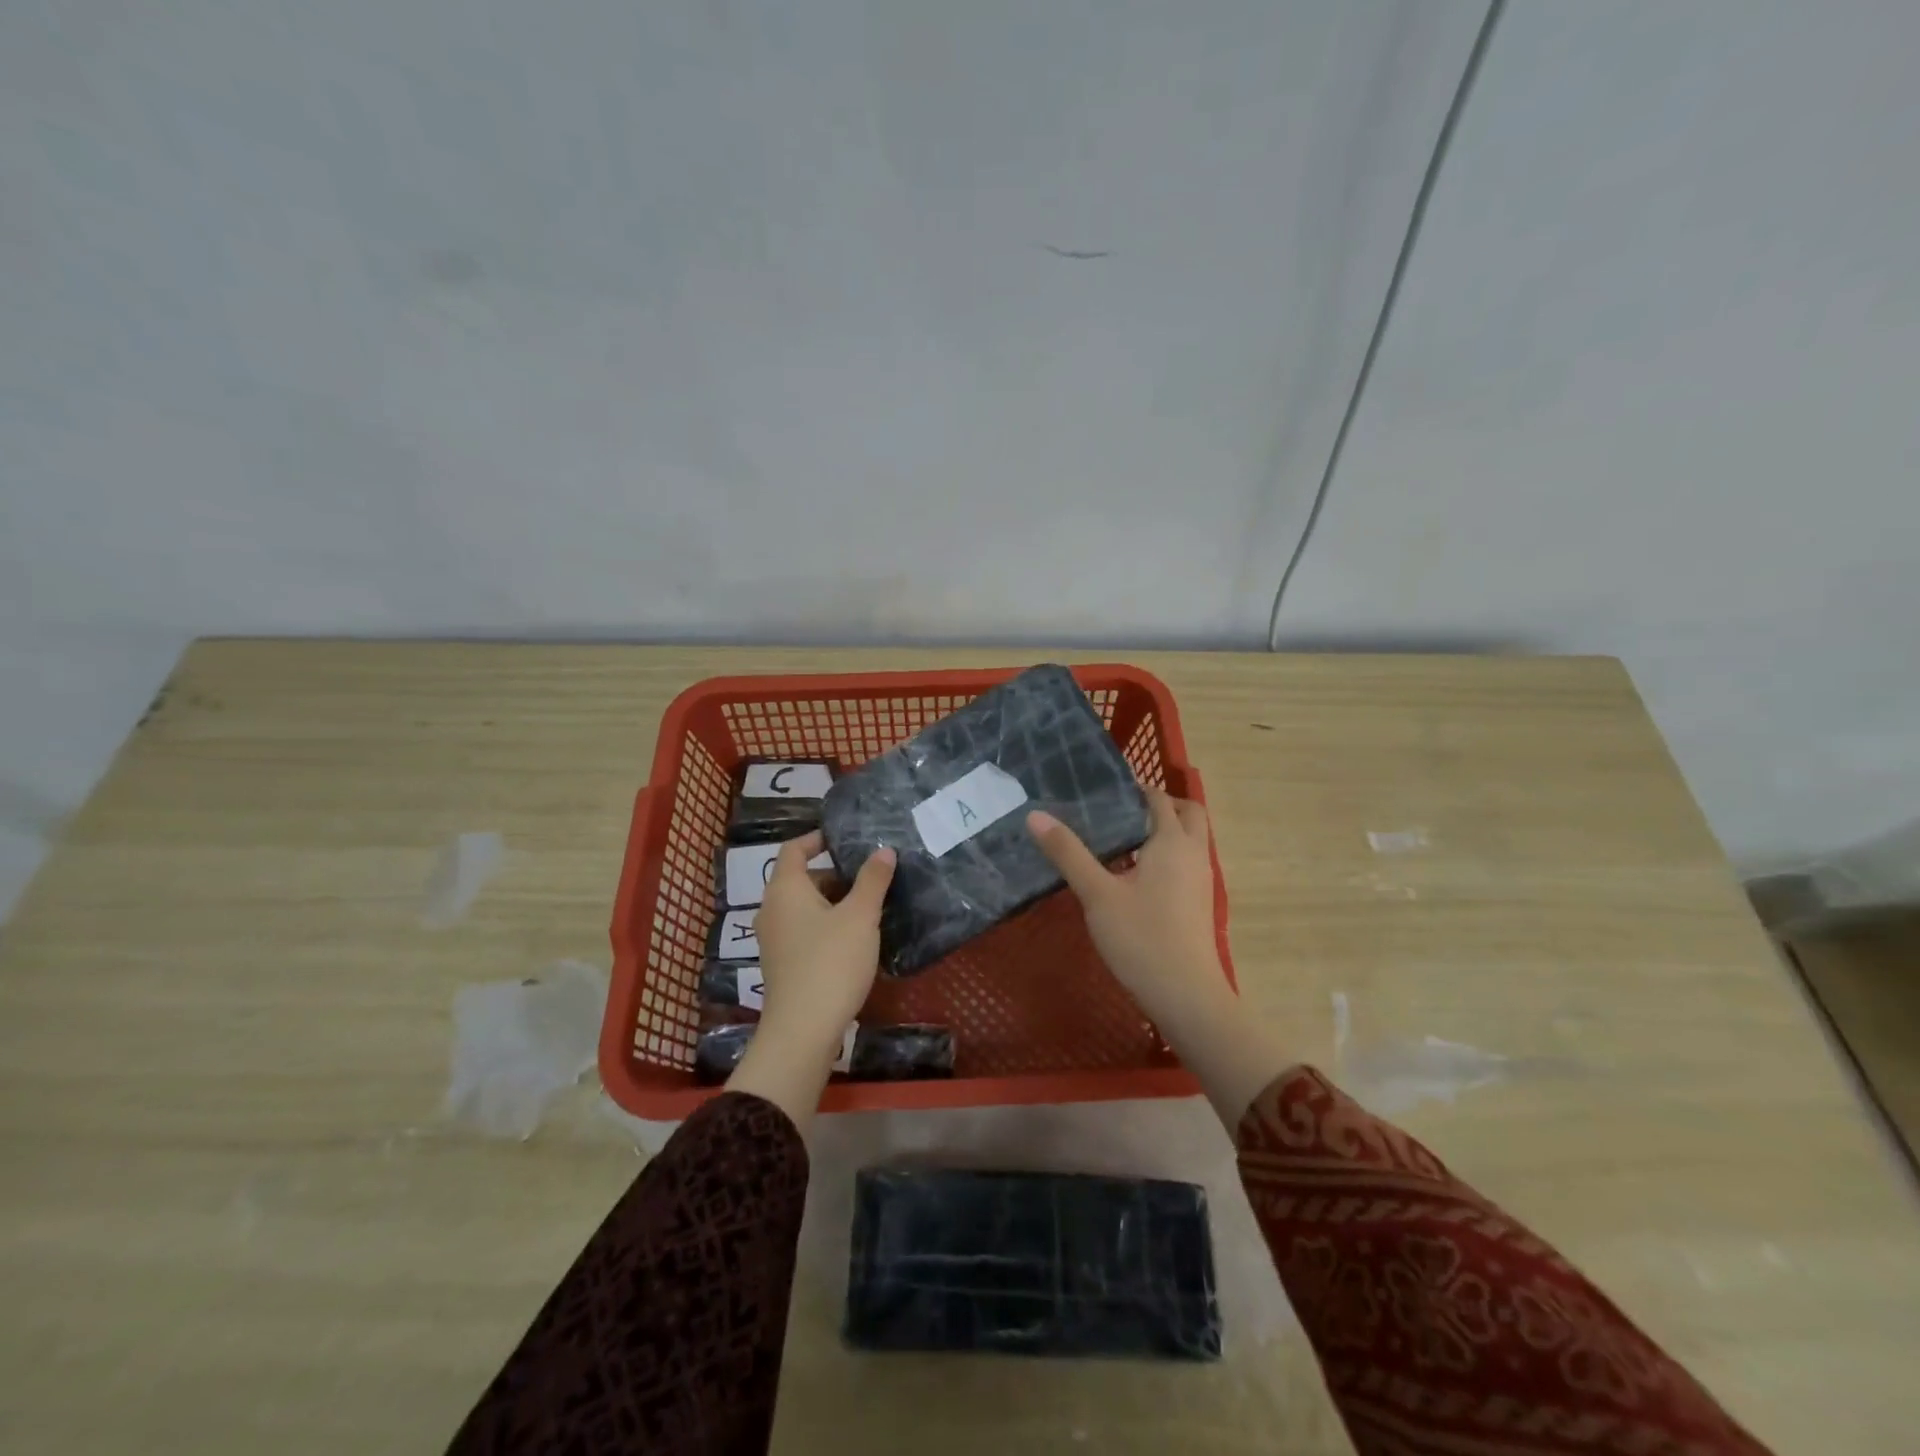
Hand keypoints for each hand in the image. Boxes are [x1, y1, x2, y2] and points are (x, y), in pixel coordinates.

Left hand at [727, 832, 894, 1129]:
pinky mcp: (782, 964)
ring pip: (805, 907)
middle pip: (802, 878)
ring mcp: (774, 939)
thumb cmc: (831, 962)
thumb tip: (883, 850)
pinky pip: (805, 930)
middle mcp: (772, 909)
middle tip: (871, 876)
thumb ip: (872, 880)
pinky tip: (856, 938)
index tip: (846, 838)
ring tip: (871, 906)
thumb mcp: (860, 917)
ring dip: (834, 902)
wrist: (802, 1031)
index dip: (818, 838)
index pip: (795, 849)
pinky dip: (827, 925)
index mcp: (785, 889)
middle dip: (836, 874)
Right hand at [1027, 790, 1226, 1026]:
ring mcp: (1200, 880)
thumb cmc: (1141, 938)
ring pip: (1189, 840)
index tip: (1103, 789)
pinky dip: (1166, 855)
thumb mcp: (1096, 894)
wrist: (1185, 995)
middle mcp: (1193, 854)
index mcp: (1172, 842)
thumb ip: (1068, 853)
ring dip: (1164, 830)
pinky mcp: (1198, 903)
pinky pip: (1186, 862)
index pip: (1159, 799)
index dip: (1136, 788)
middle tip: (1121, 810)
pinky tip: (1133, 875)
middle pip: (1187, 814)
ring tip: (1120, 840)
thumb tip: (1035, 815)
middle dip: (1160, 805)